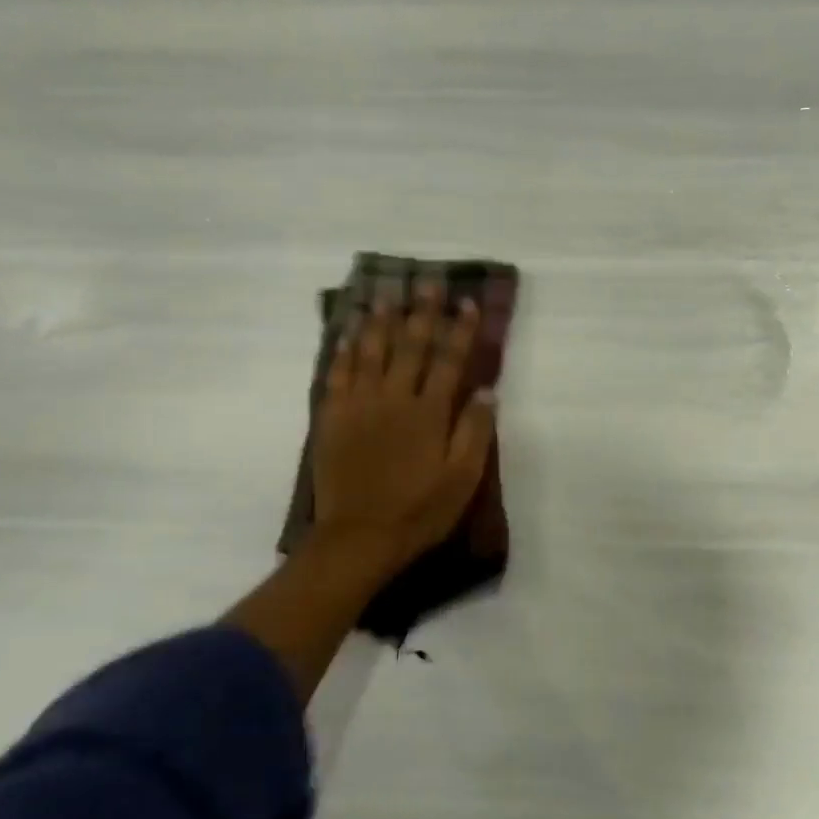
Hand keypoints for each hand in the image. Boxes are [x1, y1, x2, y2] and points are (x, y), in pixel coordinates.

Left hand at [310, 288, 496, 585]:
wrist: (359, 537)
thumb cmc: (420, 510)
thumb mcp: (463, 478)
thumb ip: (474, 431)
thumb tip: (485, 390)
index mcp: (429, 413)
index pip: (449, 360)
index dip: (460, 330)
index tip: (467, 302)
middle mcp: (394, 399)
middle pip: (409, 346)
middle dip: (421, 312)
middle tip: (427, 281)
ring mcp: (359, 406)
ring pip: (370, 351)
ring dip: (379, 319)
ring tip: (385, 292)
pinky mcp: (332, 418)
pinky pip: (338, 374)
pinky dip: (344, 349)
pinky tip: (348, 331)